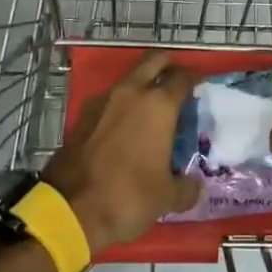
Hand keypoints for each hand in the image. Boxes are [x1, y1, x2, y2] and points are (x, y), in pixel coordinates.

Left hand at [44, 50, 201, 254]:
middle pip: (154, 61)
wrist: (69, 210)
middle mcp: (131, 93)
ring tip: (154, 106)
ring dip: (143, 83)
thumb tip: (194, 185)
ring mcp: (103, 101)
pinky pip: (111, 99)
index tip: (203, 84)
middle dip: (169, 64)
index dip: (196, 78)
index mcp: (158, 105)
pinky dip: (123, 103)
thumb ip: (187, 187)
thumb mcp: (167, 198)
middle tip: (179, 79)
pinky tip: (128, 125)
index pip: (182, 78)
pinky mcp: (83, 115)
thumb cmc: (127, 196)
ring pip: (129, 78)